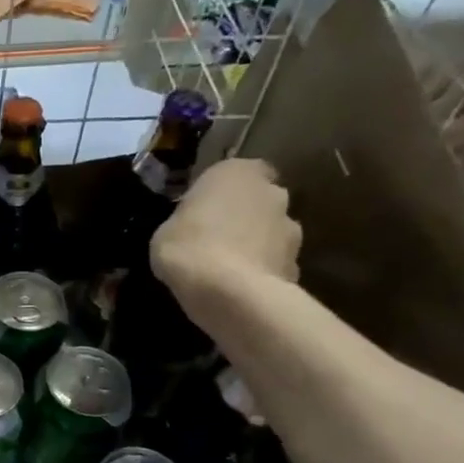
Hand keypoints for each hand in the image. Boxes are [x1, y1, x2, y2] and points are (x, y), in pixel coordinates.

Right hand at [151, 158, 300, 311]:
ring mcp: (292, 229)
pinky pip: (275, 263)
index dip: (226, 190)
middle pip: (261, 200)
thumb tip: (194, 228)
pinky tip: (240, 289)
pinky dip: (262, 272)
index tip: (207, 208)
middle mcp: (272, 192)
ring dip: (256, 244)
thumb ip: (188, 221)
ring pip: (272, 232)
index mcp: (237, 173)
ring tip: (228, 269)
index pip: (242, 171)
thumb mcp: (166, 230)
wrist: (228, 292)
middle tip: (216, 238)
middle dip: (245, 216)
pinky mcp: (297, 264)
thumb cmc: (187, 247)